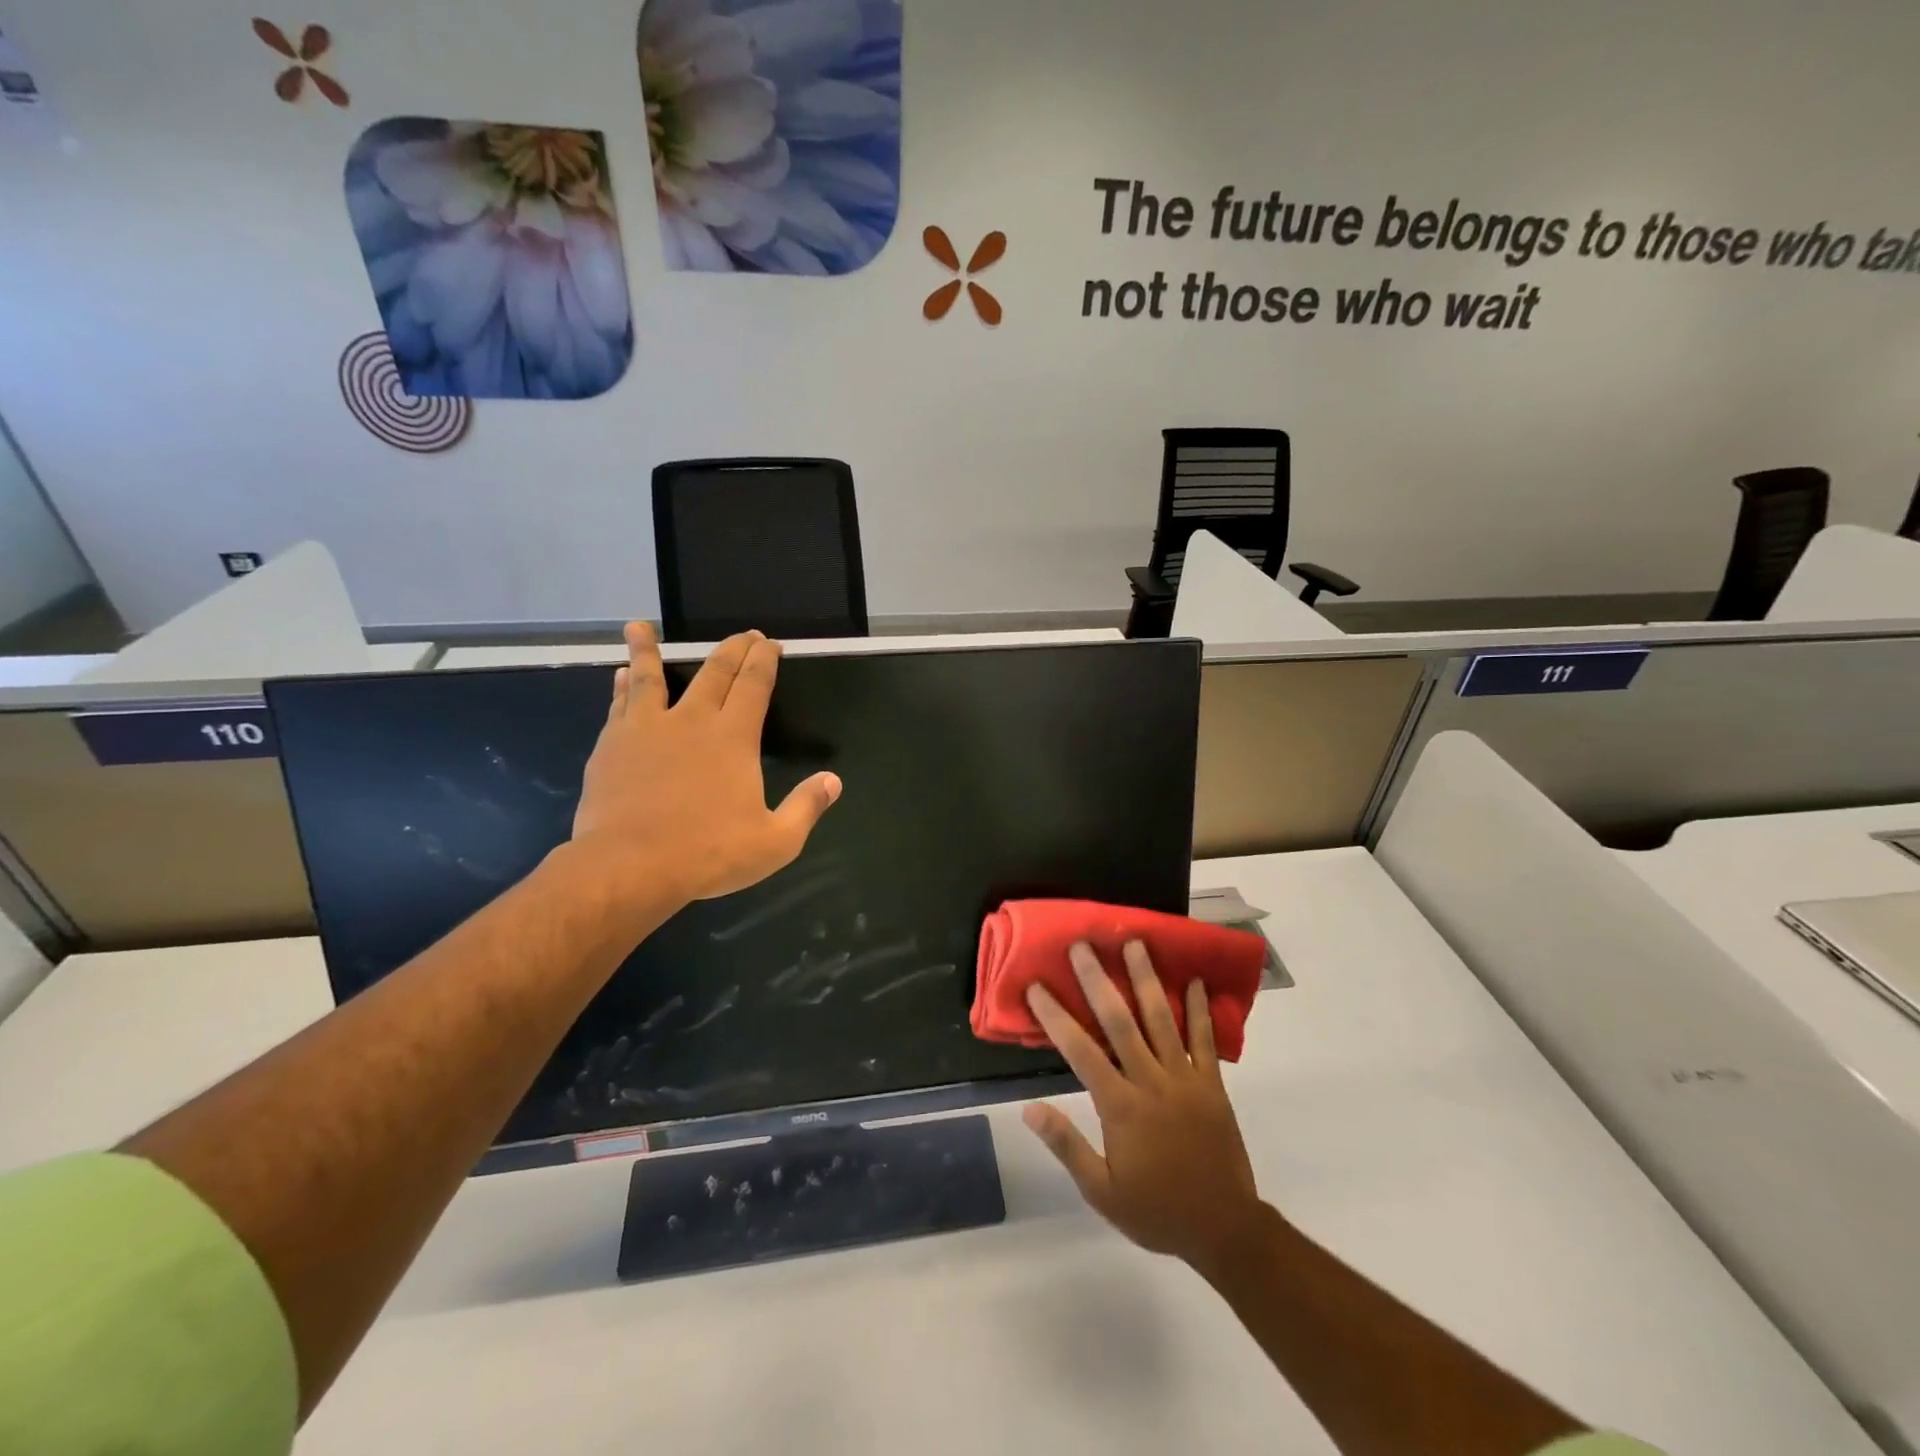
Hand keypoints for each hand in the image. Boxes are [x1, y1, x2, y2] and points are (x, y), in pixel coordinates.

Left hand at [570, 623, 841, 904]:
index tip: (769, 643)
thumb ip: (806, 807)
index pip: (754, 684)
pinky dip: (622, 686)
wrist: (629, 867)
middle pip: (714, 672)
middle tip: (743, 634)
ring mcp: (647, 729)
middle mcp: (691, 721)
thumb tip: (833, 781)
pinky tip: (620, 676)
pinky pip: (620, 704)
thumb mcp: (775, 842)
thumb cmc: (708, 853)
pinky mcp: (612, 745)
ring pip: (650, 676)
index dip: (764, 660)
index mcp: (734, 738)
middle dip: (733, 649)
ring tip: (640, 625)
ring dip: (649, 649)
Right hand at [1023, 941, 1265, 1271]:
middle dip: (1098, 980)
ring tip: (1135, 944)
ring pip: (1162, 1019)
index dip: (1055, 1016)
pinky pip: (1205, 1040)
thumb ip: (1067, 1146)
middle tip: (1083, 945)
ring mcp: (1185, 1079)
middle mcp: (1150, 1081)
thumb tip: (1029, 1109)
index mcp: (1120, 1106)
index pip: (1080, 1051)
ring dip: (1146, 979)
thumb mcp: (1101, 1191)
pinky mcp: (1212, 1084)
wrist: (1225, 1229)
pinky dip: (1201, 1010)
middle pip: (1119, 1021)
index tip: (1036, 986)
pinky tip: (1196, 981)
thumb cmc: (1156, 1211)